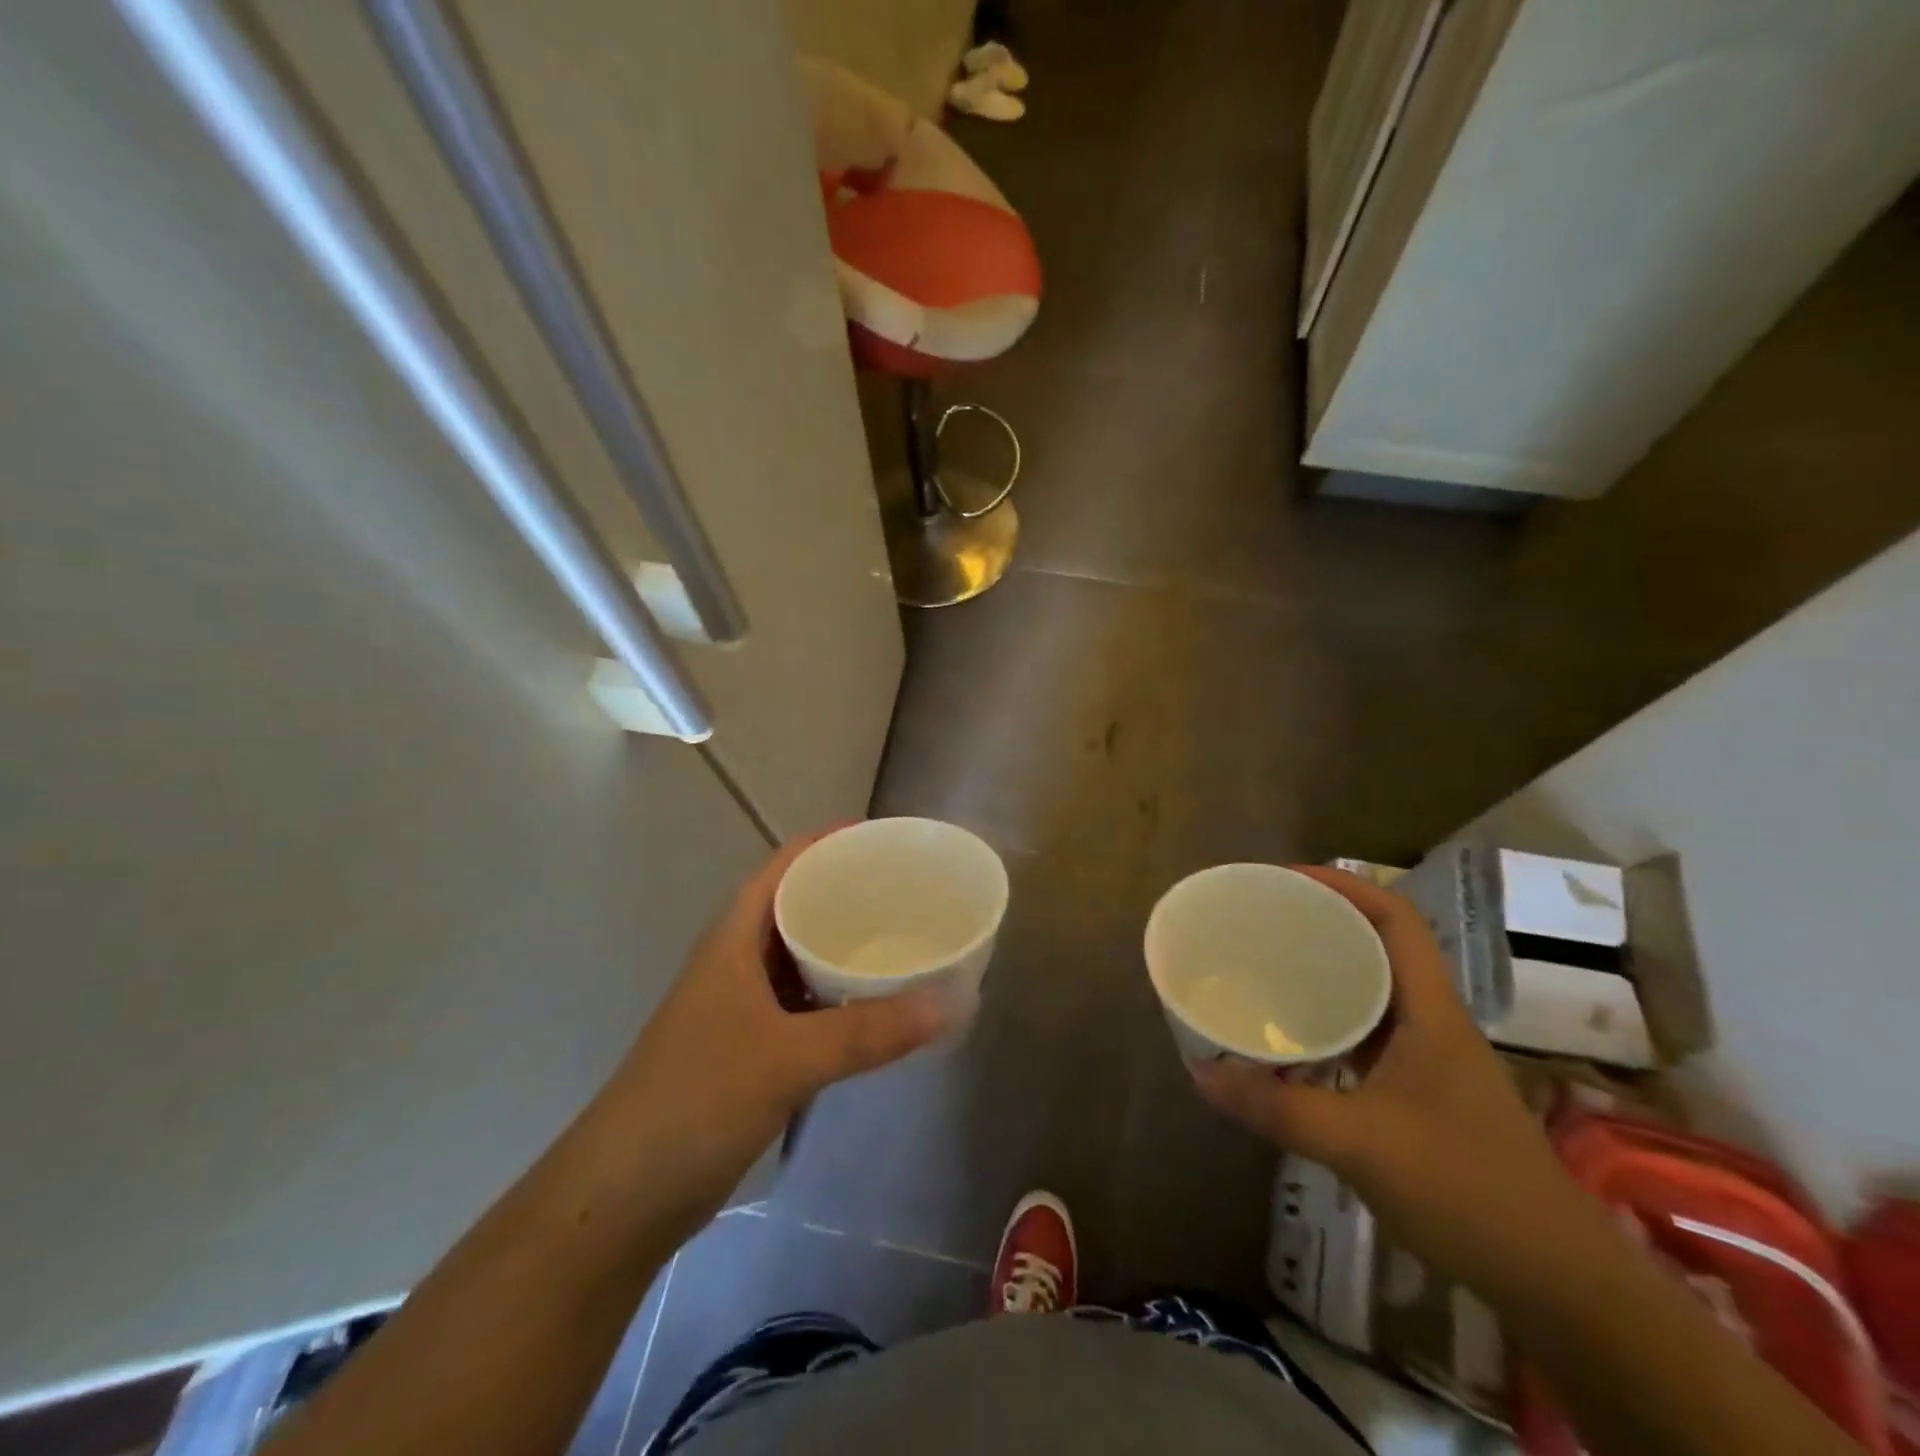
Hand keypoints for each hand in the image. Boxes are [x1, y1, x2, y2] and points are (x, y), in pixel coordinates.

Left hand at [596, 832, 949, 1240]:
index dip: (831, 842)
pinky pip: (805, 1004)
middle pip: (798, 906)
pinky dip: (839, 998)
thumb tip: (951, 1004)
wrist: (623, 1194)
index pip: (786, 864)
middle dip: (849, 894)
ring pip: (803, 958)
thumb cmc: (696, 1099)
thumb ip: (870, 1031)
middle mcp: (738, 959)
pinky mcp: (750, 1047)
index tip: (886, 839)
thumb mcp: (788, 1057)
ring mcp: (742, 1005)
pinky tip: (877, 1008)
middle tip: (911, 892)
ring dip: (845, 949)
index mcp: (735, 937)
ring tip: (904, 940)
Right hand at [1193, 867, 1585, 1289]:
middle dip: (1323, 924)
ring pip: (1373, 994)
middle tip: (1262, 920)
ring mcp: (1430, 1062)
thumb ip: (1278, 1109)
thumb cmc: (1469, 1191)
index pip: (1395, 920)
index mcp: (1431, 1011)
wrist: (1560, 1283)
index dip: (1344, 886)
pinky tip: (1292, 1044)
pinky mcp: (1423, 1096)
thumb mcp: (1361, 1144)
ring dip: (1325, 974)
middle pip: (1379, 948)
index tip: (1285, 879)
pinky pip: (1367, 1037)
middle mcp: (1432, 1024)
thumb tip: (1201, 1074)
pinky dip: (1329, 1024)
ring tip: (1266, 967)